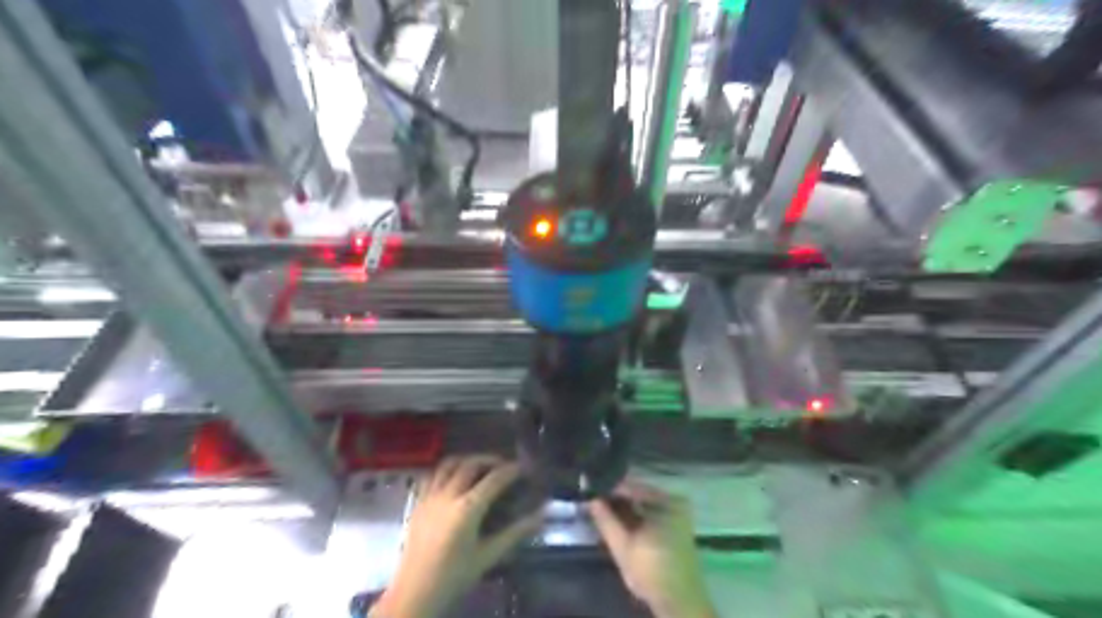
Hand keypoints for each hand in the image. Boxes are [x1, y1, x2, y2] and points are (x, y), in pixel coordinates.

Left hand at [371, 455, 541, 616]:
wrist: (415, 592)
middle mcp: (448, 495)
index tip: (523, 467)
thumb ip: (515, 532)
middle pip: (471, 464)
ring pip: (449, 464)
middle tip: (504, 465)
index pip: (494, 479)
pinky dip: (446, 469)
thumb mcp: (488, 555)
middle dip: (490, 460)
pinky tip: (453, 477)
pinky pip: (432, 475)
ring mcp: (430, 497)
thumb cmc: (455, 576)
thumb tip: (541, 515)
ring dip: (467, 460)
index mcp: (467, 509)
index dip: (511, 470)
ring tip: (479, 466)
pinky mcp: (417, 502)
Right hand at [591, 481, 718, 616]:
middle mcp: (675, 501)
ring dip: (625, 508)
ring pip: (644, 504)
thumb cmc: (652, 571)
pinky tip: (619, 521)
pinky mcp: (676, 526)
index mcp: (667, 501)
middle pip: (639, 494)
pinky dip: (636, 516)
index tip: (591, 492)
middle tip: (594, 502)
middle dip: (617, 500)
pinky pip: (651, 513)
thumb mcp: (623, 547)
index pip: (631, 487)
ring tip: (603, 510)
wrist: (679, 602)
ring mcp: (678, 514)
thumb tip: (591, 500)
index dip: (609, 490)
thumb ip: (606, 521)